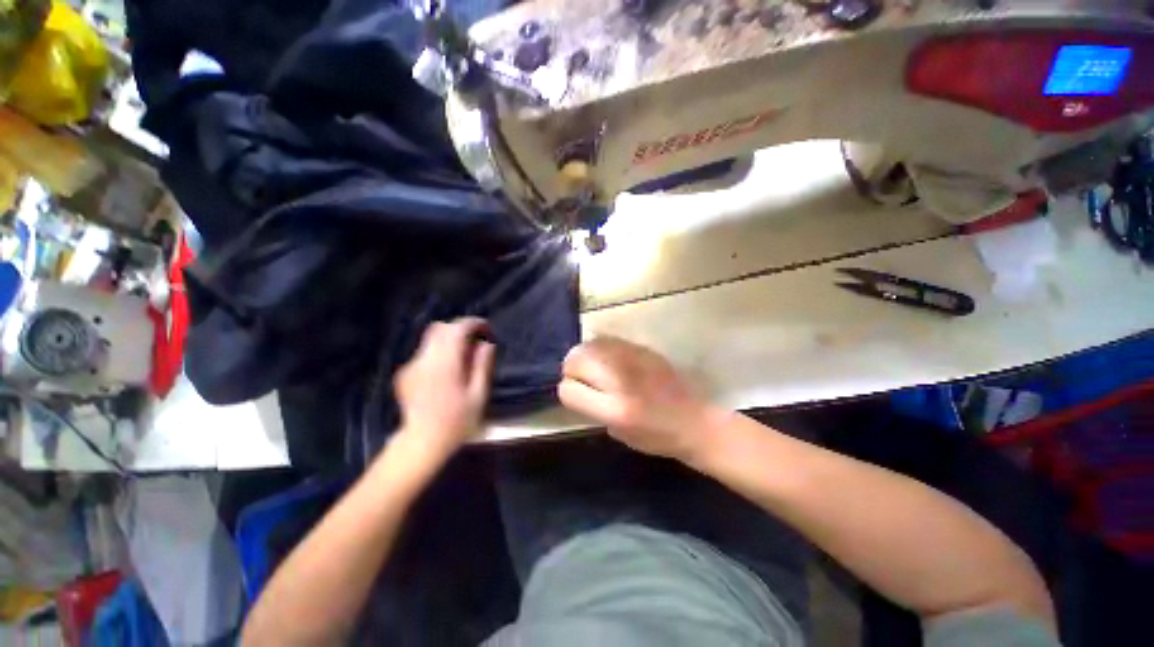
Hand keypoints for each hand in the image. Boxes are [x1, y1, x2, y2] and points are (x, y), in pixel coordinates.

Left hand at [393, 318, 494, 464]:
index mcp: (445, 364)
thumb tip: (487, 344)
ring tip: (462, 356)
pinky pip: (424, 353)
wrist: (421, 443)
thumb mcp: (478, 395)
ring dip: (448, 340)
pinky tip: (445, 371)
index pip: (456, 330)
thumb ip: (482, 366)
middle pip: (439, 328)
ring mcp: (411, 366)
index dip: (472, 323)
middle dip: (459, 328)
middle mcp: (425, 360)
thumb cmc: (456, 422)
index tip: (485, 327)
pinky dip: (438, 353)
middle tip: (474, 340)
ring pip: (430, 339)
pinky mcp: (404, 374)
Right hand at [558, 337, 721, 462]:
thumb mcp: (617, 432)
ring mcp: (632, 358)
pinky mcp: (642, 348)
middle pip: (575, 359)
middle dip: (572, 369)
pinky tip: (610, 359)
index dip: (569, 392)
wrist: (694, 420)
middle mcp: (621, 379)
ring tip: (596, 367)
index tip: (578, 394)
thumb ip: (592, 408)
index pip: (569, 390)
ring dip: (586, 356)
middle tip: (583, 378)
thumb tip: (576, 384)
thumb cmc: (656, 436)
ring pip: (589, 344)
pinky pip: (608, 340)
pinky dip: (601, 348)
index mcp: (615, 409)